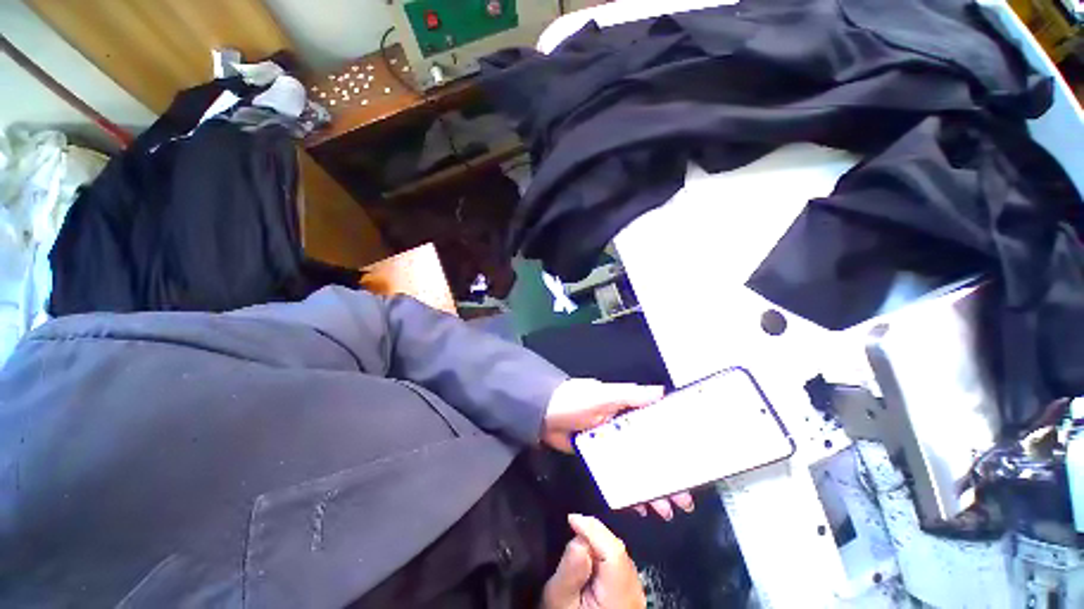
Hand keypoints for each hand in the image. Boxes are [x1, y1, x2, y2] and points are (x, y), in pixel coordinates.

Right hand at [541, 514, 645, 608]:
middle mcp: (634, 594)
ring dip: (598, 543)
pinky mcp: (631, 595)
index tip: (572, 519)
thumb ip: (570, 571)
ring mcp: (636, 595)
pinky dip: (604, 554)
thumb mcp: (559, 601)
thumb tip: (578, 539)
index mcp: (619, 596)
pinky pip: (620, 564)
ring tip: (578, 544)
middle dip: (594, 534)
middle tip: (572, 530)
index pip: (613, 550)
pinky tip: (590, 560)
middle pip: (617, 549)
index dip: (592, 529)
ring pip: (619, 554)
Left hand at [543, 379, 694, 520]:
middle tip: (683, 499)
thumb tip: (662, 392)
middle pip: (649, 453)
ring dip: (650, 487)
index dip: (674, 445)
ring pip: (635, 468)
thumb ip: (631, 395)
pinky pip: (616, 476)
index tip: (691, 465)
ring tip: (665, 509)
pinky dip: (627, 491)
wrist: (542, 414)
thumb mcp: (603, 394)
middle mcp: (621, 428)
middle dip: (666, 475)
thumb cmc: (575, 400)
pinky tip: (638, 506)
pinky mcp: (596, 458)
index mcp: (626, 411)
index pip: (656, 428)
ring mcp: (608, 445)